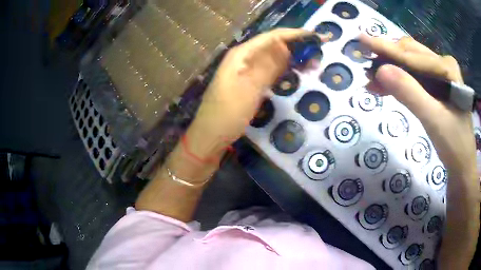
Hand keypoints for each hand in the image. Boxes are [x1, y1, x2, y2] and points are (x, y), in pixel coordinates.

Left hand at [188, 29, 325, 157]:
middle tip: (319, 54)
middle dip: (296, 47)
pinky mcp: (250, 83)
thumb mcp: (249, 89)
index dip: (295, 35)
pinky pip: (270, 72)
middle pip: (273, 46)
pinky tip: (296, 73)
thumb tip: (285, 45)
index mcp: (241, 55)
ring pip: (273, 59)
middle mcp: (244, 58)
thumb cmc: (227, 114)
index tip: (317, 37)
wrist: (211, 136)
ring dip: (292, 59)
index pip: (272, 37)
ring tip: (313, 64)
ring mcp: (246, 71)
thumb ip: (267, 66)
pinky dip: (284, 71)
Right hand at [360, 35, 475, 177]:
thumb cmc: (454, 145)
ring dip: (391, 70)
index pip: (412, 56)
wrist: (463, 165)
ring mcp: (441, 75)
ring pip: (411, 64)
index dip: (386, 49)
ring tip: (372, 79)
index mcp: (446, 67)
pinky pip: (415, 77)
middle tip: (366, 67)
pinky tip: (387, 86)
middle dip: (387, 59)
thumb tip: (380, 71)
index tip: (361, 39)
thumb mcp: (433, 120)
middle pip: (410, 54)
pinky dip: (400, 81)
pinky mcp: (438, 87)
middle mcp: (443, 64)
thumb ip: (410, 93)